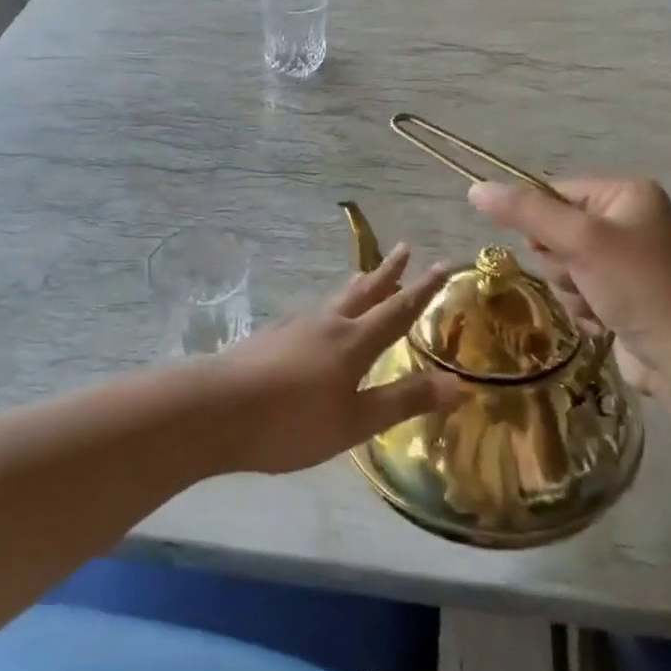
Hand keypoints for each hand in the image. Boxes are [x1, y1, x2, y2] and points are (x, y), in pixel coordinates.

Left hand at [212, 245, 459, 474]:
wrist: (214, 410)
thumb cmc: (290, 422)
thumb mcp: (354, 422)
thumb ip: (402, 401)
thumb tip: (457, 383)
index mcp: (353, 342)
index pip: (398, 310)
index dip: (423, 289)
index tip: (444, 265)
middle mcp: (327, 324)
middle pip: (364, 291)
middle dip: (388, 272)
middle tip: (404, 247)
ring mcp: (294, 326)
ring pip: (334, 299)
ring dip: (357, 286)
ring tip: (366, 276)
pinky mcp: (270, 336)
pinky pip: (311, 313)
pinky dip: (328, 307)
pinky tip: (318, 319)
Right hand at [468, 178, 670, 394]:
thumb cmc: (638, 287)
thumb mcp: (580, 241)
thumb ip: (526, 212)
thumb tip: (475, 189)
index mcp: (626, 194)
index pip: (554, 192)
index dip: (540, 222)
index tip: (551, 248)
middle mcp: (628, 220)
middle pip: (555, 231)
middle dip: (561, 262)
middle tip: (584, 277)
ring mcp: (626, 259)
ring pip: (562, 265)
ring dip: (570, 289)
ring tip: (598, 302)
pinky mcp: (623, 293)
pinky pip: (577, 290)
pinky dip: (583, 307)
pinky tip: (604, 320)